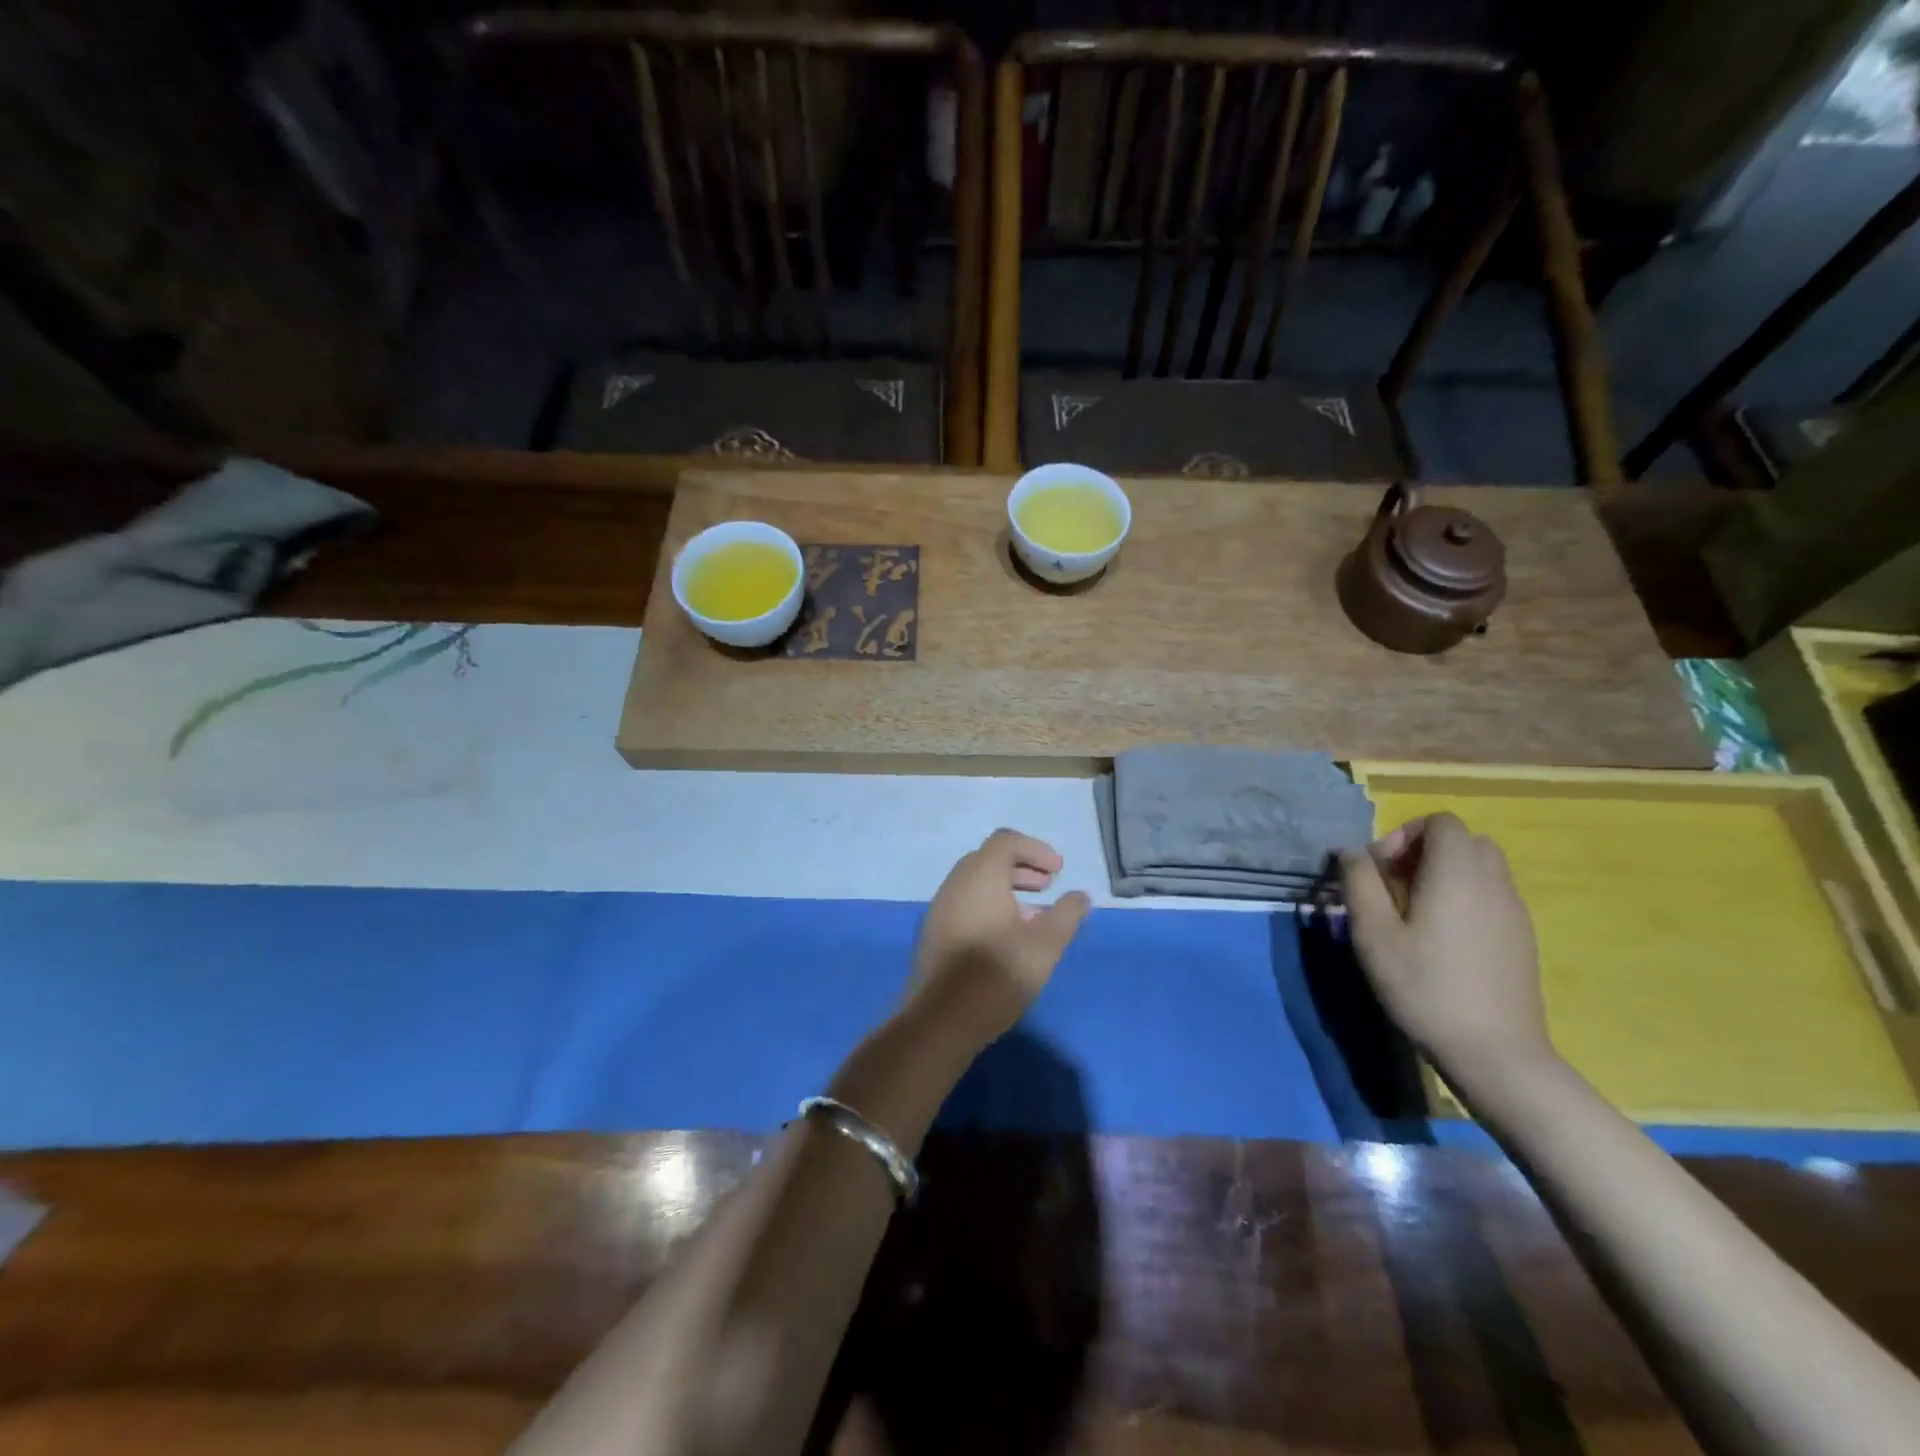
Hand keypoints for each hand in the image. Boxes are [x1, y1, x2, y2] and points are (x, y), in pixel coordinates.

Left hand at [906, 829, 1090, 1044]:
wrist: (942, 1019)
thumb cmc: (998, 973)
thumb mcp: (1046, 944)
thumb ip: (1066, 914)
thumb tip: (1079, 896)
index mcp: (980, 875)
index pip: (1006, 841)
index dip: (1036, 850)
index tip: (1058, 872)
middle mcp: (955, 883)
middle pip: (989, 859)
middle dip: (1021, 867)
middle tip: (1047, 886)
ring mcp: (940, 908)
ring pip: (975, 883)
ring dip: (1005, 888)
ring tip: (1033, 914)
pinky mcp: (934, 933)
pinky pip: (964, 903)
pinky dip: (989, 905)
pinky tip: (1007, 936)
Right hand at [1340, 812, 1553, 1074]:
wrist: (1495, 1053)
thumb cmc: (1424, 986)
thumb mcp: (1373, 933)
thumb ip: (1358, 883)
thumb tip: (1350, 852)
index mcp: (1457, 873)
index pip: (1440, 822)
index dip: (1404, 834)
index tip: (1380, 870)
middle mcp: (1493, 882)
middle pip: (1463, 840)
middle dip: (1424, 852)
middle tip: (1394, 887)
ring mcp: (1514, 911)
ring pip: (1480, 868)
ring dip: (1445, 875)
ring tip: (1415, 914)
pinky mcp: (1522, 938)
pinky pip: (1491, 896)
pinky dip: (1464, 899)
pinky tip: (1442, 940)